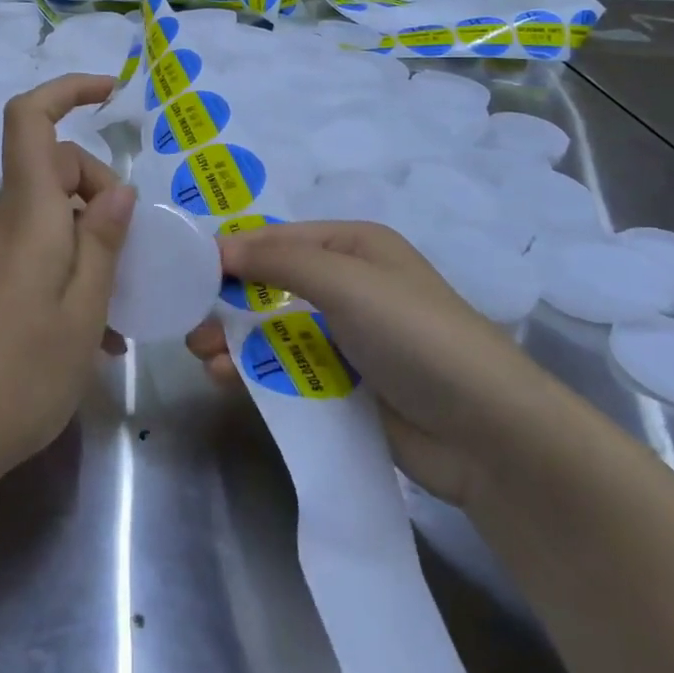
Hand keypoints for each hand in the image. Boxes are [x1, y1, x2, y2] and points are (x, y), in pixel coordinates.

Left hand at [0, 74, 136, 473]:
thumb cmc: (20, 373)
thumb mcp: (83, 308)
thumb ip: (104, 241)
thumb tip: (119, 189)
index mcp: (30, 212)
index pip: (31, 119)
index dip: (68, 89)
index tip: (112, 93)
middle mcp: (8, 221)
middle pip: (56, 166)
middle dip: (102, 188)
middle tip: (131, 249)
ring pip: (54, 213)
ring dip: (94, 239)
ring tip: (123, 304)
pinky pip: (42, 251)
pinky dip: (75, 271)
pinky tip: (99, 333)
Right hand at [187, 221, 565, 506]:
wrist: (488, 433)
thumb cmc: (415, 335)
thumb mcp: (347, 282)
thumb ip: (278, 260)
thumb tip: (216, 247)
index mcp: (354, 247)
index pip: (278, 239)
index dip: (232, 251)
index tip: (185, 271)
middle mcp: (349, 286)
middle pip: (271, 285)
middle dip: (228, 300)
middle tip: (189, 323)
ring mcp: (347, 339)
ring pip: (274, 330)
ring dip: (236, 338)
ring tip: (203, 356)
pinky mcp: (346, 386)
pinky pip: (289, 369)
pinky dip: (257, 371)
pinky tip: (228, 380)